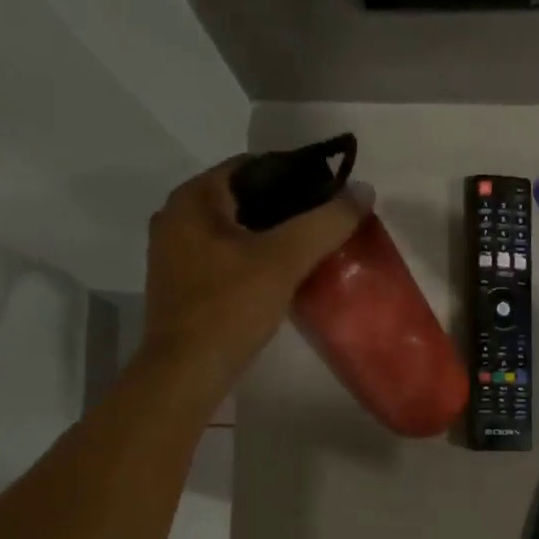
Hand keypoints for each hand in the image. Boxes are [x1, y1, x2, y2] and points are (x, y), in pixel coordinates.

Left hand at [140, 159, 364, 393]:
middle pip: (242, 198)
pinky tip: (280, 277)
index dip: (295, 174)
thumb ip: (325, 223)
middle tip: (326, 223)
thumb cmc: (229, 308)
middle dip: (285, 207)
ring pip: (233, 231)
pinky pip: (224, 258)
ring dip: (270, 236)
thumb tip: (363, 191)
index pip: (250, 166)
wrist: (186, 373)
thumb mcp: (284, 260)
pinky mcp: (182, 286)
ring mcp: (174, 254)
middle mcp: (175, 218)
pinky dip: (253, 260)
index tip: (330, 193)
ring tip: (310, 249)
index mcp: (192, 199)